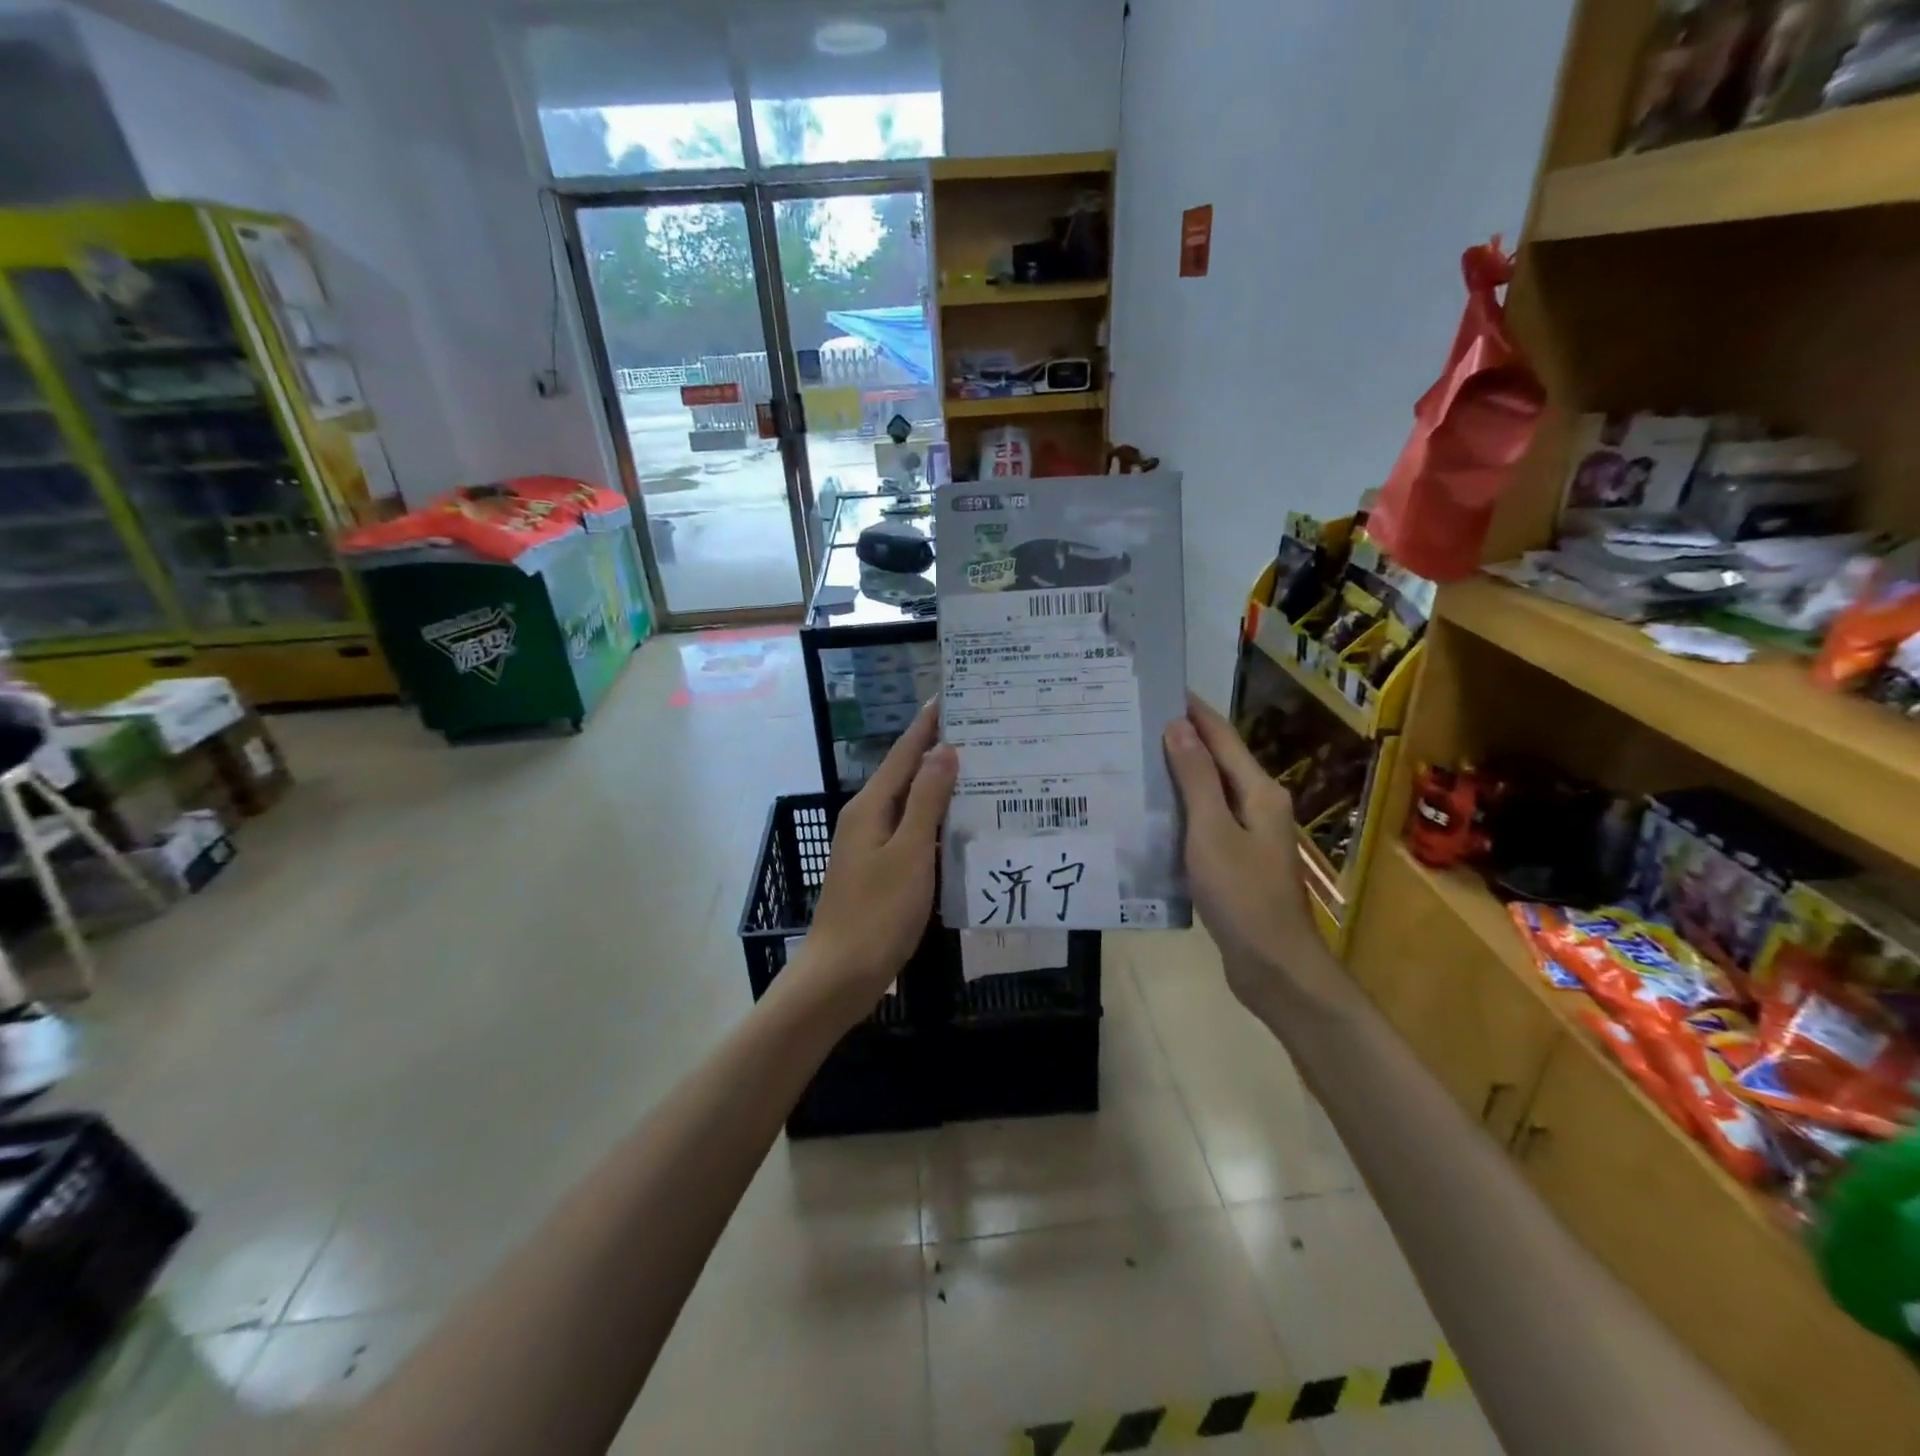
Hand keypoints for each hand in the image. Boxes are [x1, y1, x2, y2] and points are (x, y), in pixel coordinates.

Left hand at [801, 702, 957, 1022]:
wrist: (841, 974)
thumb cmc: (877, 912)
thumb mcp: (908, 852)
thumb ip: (927, 801)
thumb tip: (943, 750)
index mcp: (870, 807)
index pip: (903, 754)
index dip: (926, 726)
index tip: (950, 697)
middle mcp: (867, 818)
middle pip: (905, 774)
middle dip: (937, 751)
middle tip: (979, 733)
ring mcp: (871, 845)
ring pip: (909, 804)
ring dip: (938, 785)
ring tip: (977, 770)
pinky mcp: (880, 870)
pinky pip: (910, 830)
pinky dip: (934, 819)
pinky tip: (958, 824)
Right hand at [1162, 697, 1342, 1014]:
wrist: (1273, 964)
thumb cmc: (1242, 894)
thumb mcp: (1212, 831)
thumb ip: (1196, 779)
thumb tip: (1178, 726)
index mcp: (1259, 792)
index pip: (1222, 737)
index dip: (1194, 711)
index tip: (1162, 688)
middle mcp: (1259, 805)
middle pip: (1218, 760)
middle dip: (1183, 738)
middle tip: (1137, 722)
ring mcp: (1251, 834)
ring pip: (1210, 791)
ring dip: (1180, 773)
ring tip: (1137, 758)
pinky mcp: (1238, 859)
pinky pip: (1206, 819)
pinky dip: (1182, 807)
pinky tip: (1153, 810)